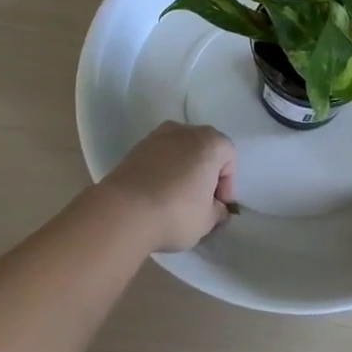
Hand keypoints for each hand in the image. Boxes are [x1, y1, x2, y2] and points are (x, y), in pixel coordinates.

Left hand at [98, 122, 236, 252]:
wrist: (123, 212)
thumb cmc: (176, 213)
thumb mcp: (207, 220)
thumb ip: (218, 210)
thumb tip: (216, 207)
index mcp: (210, 142)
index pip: (228, 157)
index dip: (226, 184)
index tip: (217, 206)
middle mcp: (185, 131)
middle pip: (204, 149)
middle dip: (205, 172)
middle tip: (200, 201)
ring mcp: (157, 136)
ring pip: (180, 151)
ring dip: (183, 169)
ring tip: (176, 198)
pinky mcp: (135, 148)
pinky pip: (159, 157)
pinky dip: (162, 170)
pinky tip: (157, 194)